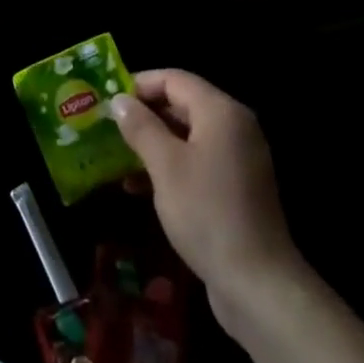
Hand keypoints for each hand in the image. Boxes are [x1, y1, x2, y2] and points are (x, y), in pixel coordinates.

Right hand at [110, 70, 305, 325]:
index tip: (107, 100)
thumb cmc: (207, 213)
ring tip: (114, 156)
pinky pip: (196, 161)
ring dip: (151, 143)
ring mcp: (237, 159)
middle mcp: (234, 127)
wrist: (257, 283)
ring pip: (186, 135)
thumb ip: (140, 127)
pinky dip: (168, 165)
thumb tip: (119, 100)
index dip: (139, 85)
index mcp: (221, 112)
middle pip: (181, 105)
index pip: (174, 79)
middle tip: (106, 126)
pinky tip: (137, 185)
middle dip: (143, 115)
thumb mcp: (165, 166)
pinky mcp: (235, 187)